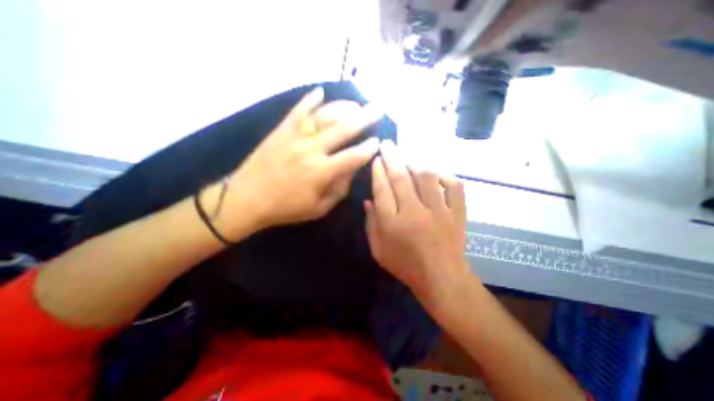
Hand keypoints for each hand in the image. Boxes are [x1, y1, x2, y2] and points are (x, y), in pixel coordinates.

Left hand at [218, 86, 381, 232]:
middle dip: (363, 119)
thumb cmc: (285, 208)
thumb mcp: (318, 208)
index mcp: (321, 172)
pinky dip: (309, 99)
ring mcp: (295, 137)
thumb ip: (339, 190)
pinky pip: (297, 111)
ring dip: (342, 107)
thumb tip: (352, 170)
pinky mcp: (281, 131)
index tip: (378, 142)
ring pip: (323, 116)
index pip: (352, 156)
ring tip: (356, 103)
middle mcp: (311, 150)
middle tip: (377, 109)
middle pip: (342, 129)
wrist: (246, 199)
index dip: (368, 149)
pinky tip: (320, 91)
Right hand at [366, 140, 472, 297]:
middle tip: (388, 144)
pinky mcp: (457, 214)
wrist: (441, 279)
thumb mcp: (378, 249)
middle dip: (392, 158)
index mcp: (393, 224)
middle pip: (401, 178)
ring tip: (408, 156)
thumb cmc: (405, 265)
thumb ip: (371, 224)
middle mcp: (415, 213)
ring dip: (416, 163)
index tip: (376, 159)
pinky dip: (446, 176)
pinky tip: (436, 173)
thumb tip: (368, 200)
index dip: (378, 172)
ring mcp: (439, 212)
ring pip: (427, 177)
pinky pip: (454, 187)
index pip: (382, 190)